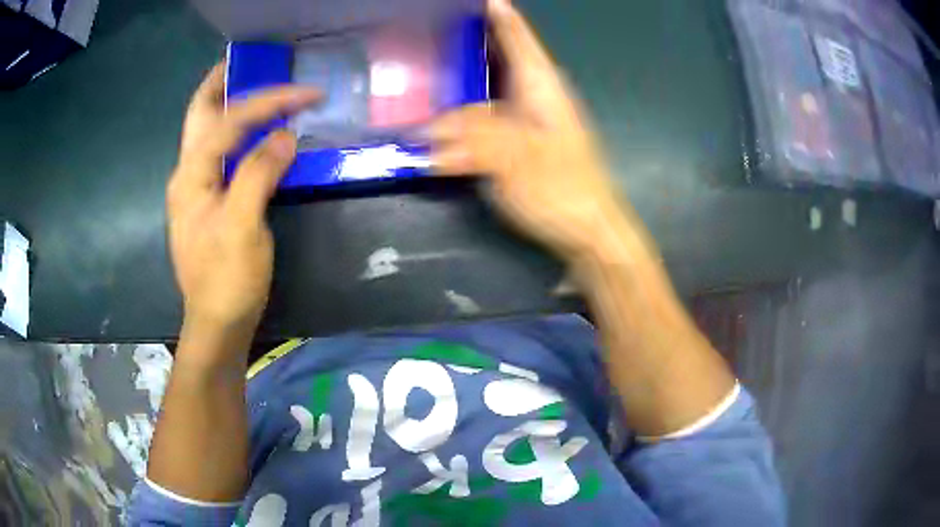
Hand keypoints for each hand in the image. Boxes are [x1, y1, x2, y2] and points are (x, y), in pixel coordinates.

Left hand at [167, 63, 319, 341]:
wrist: (217, 322)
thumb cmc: (227, 279)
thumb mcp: (243, 226)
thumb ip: (259, 173)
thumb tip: (285, 135)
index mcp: (191, 175)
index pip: (230, 120)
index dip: (269, 101)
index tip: (309, 94)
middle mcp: (187, 173)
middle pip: (200, 114)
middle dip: (221, 83)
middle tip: (246, 61)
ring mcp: (195, 188)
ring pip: (208, 131)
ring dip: (229, 103)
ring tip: (252, 84)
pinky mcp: (208, 202)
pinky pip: (220, 153)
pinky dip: (237, 132)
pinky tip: (253, 132)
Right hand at [431, 0, 635, 261]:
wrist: (588, 231)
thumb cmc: (563, 189)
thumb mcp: (516, 158)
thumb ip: (471, 137)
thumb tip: (429, 133)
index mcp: (541, 87)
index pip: (518, 38)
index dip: (499, 15)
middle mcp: (533, 97)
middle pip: (496, 61)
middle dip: (468, 46)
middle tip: (434, 35)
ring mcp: (525, 123)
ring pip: (483, 96)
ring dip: (455, 94)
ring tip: (420, 89)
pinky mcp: (518, 147)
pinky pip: (481, 124)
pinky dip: (459, 124)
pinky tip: (436, 129)